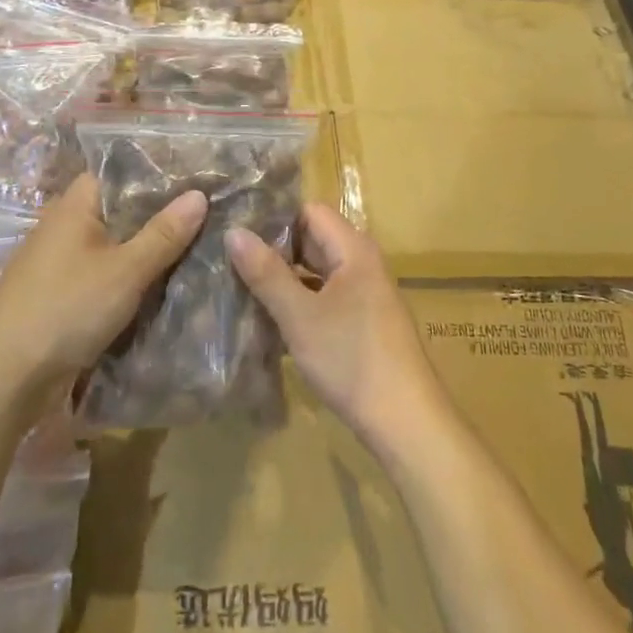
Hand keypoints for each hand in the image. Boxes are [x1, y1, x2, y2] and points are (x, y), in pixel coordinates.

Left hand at [0, 174, 206, 388]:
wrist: (6, 376)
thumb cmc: (66, 308)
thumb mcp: (125, 270)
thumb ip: (163, 234)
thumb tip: (200, 194)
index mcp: (73, 206)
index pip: (116, 173)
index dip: (153, 173)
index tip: (195, 178)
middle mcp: (63, 227)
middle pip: (117, 211)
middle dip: (157, 216)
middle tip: (206, 215)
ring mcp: (59, 264)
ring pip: (112, 247)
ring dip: (144, 251)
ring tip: (195, 247)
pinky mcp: (60, 296)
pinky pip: (103, 276)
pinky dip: (128, 279)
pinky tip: (161, 286)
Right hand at [226, 203, 446, 450]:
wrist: (405, 421)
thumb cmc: (351, 359)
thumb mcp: (300, 316)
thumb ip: (266, 273)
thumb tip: (233, 231)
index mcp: (354, 250)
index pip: (309, 211)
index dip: (274, 217)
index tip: (236, 229)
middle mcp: (362, 263)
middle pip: (312, 240)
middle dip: (273, 249)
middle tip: (227, 258)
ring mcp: (364, 294)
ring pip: (315, 272)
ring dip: (282, 278)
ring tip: (237, 285)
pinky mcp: (361, 321)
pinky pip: (324, 297)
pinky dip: (298, 302)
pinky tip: (267, 318)